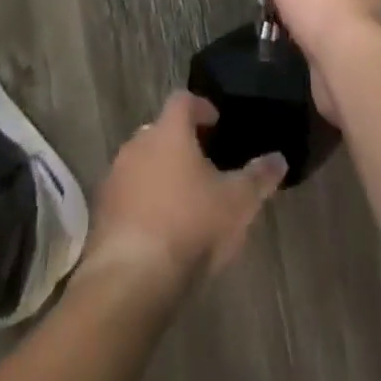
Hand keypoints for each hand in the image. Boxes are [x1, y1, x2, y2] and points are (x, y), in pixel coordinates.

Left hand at [81, 92, 285, 291]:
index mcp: (169, 131)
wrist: (130, 280)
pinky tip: (158, 228)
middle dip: (179, 143)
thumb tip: (279, 158)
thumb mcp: (237, 203)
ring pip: (140, 163)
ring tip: (181, 198)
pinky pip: (126, 195)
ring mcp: (115, 177)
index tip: (215, 122)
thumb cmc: (190, 226)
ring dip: (158, 173)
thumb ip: (259, 177)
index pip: (183, 99)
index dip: (200, 106)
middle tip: (202, 163)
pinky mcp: (101, 213)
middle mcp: (138, 144)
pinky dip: (141, 202)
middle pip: (160, 131)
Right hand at [255, 0, 380, 127]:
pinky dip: (316, 45)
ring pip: (337, 20)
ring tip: (288, 21)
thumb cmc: (321, 4)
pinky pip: (333, 47)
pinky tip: (296, 46)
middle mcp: (369, 0)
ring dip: (315, 20)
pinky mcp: (355, 62)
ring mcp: (365, 34)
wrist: (344, 62)